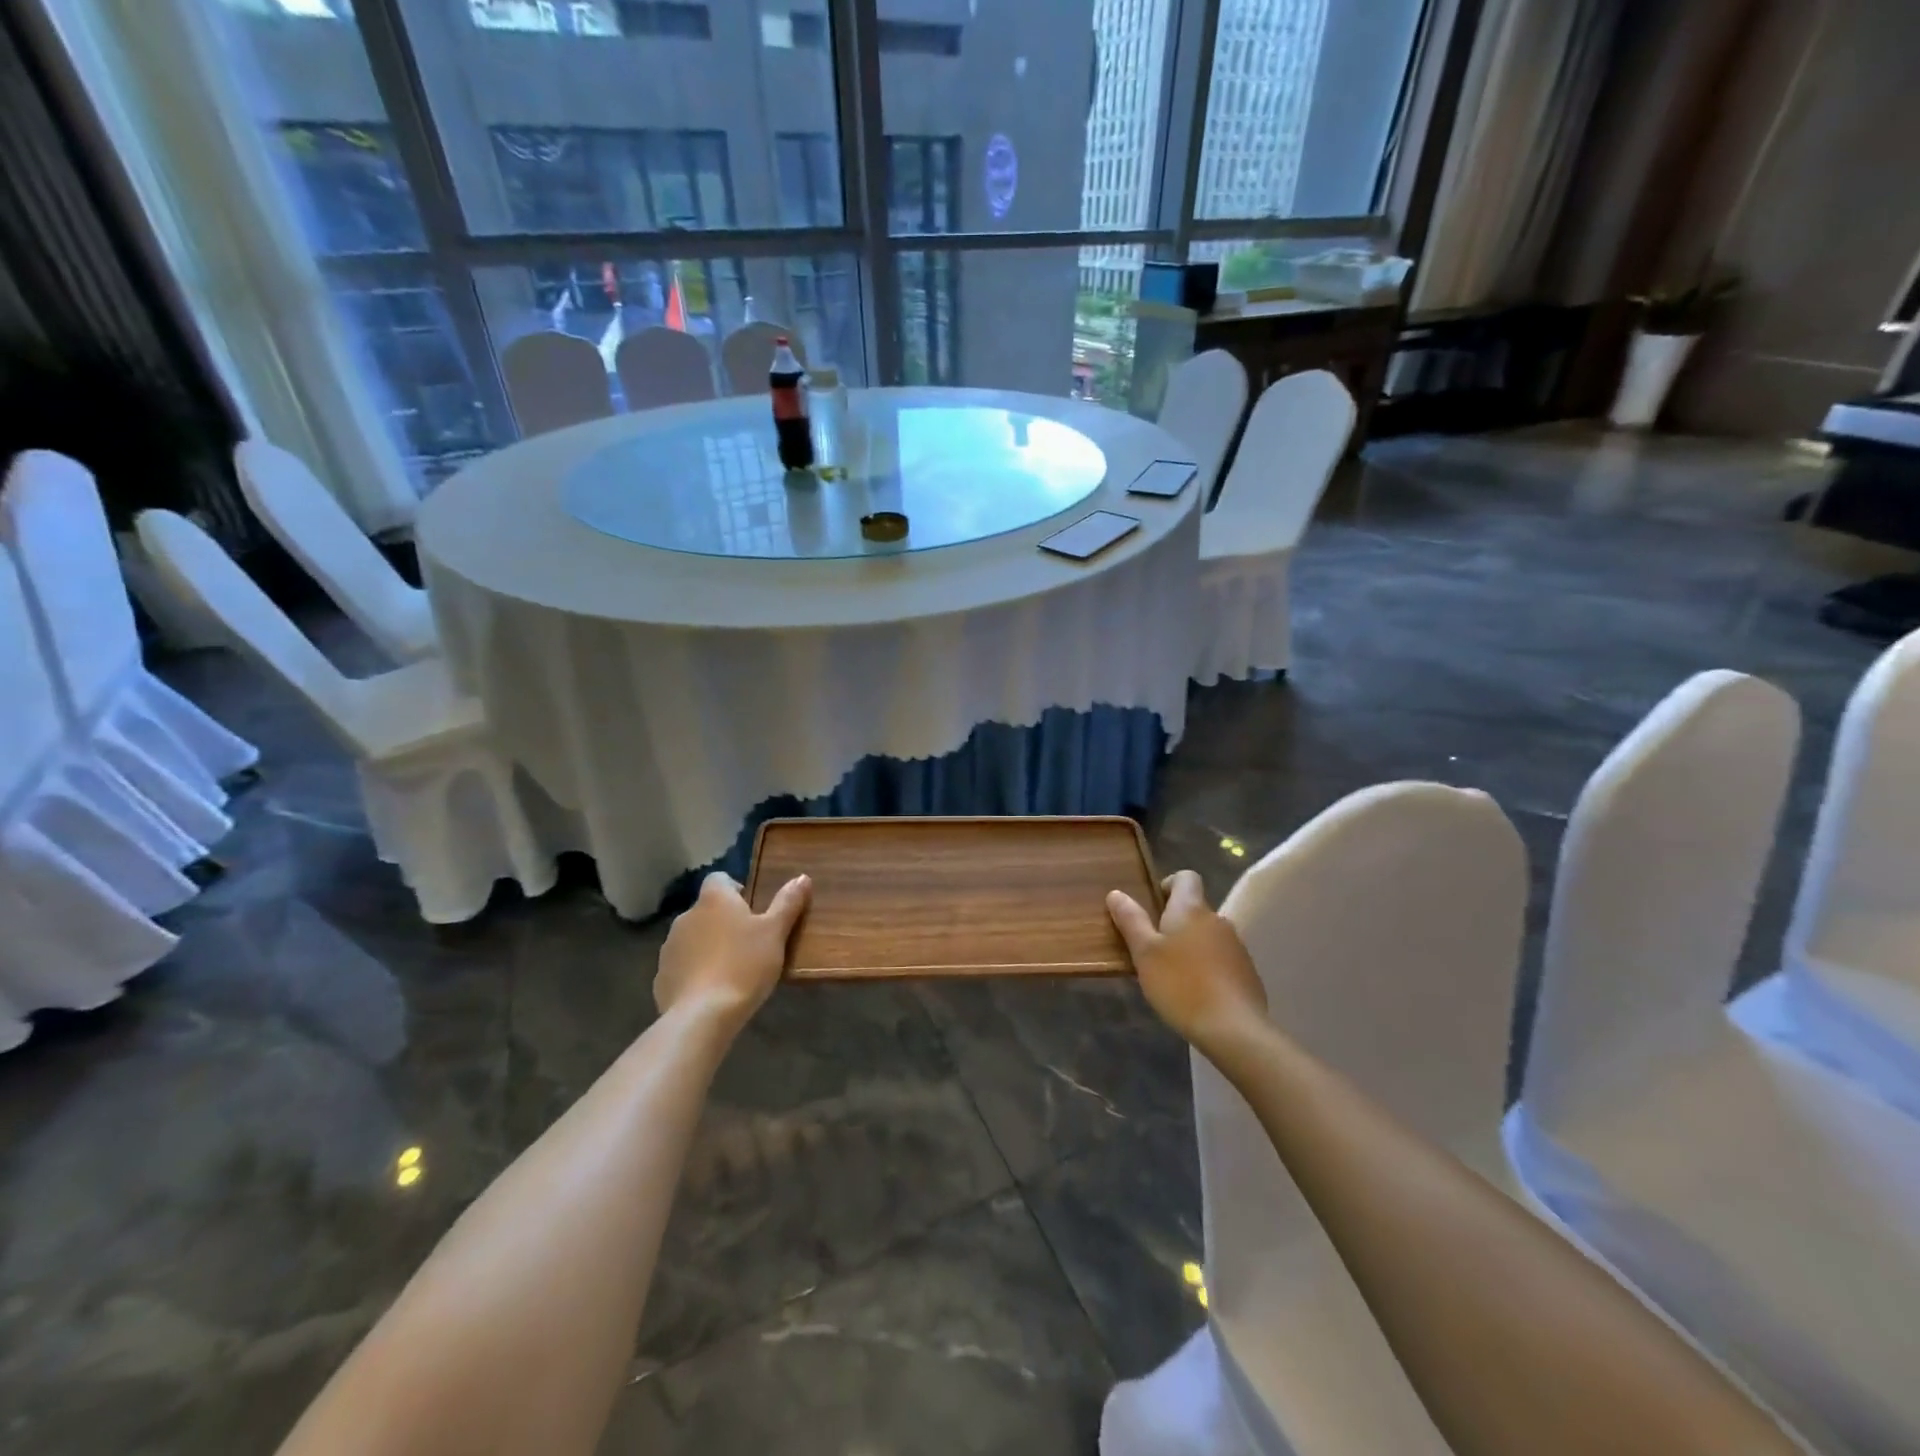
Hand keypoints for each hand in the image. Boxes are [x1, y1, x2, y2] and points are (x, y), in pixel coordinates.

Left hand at [655, 872, 810, 1032]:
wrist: (702, 1016)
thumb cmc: (744, 965)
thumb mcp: (775, 933)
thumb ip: (788, 903)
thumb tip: (802, 877)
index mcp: (714, 900)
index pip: (719, 878)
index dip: (735, 889)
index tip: (753, 910)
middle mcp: (686, 916)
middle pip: (707, 910)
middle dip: (724, 921)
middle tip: (749, 943)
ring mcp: (670, 947)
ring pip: (693, 938)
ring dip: (708, 946)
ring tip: (732, 969)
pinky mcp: (662, 976)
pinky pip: (682, 966)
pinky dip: (695, 971)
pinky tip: (712, 990)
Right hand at [1107, 869, 1266, 1050]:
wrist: (1234, 1029)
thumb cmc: (1180, 985)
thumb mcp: (1144, 953)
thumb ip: (1131, 920)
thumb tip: (1116, 893)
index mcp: (1191, 909)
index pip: (1186, 877)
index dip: (1168, 885)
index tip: (1152, 907)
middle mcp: (1217, 919)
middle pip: (1195, 909)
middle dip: (1174, 922)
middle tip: (1153, 949)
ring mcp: (1236, 946)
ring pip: (1207, 935)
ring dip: (1191, 946)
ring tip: (1172, 975)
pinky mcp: (1247, 971)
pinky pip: (1221, 958)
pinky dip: (1207, 966)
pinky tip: (1196, 992)